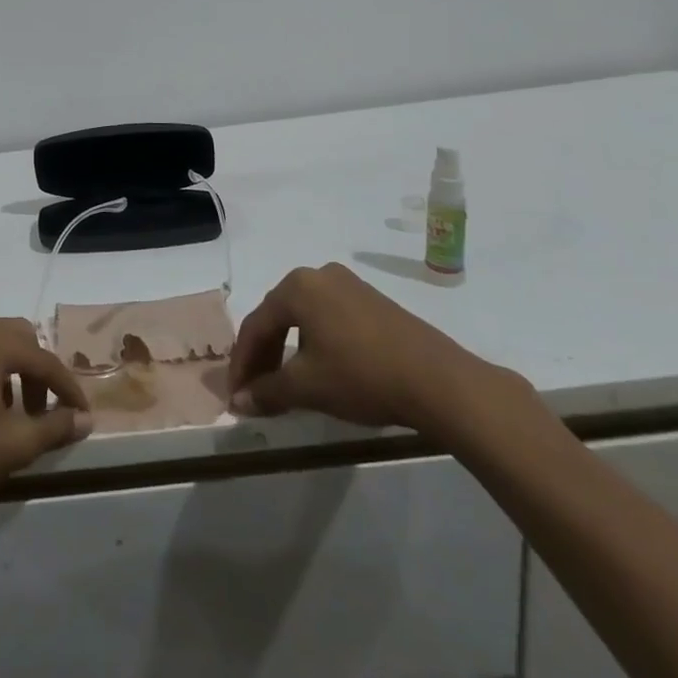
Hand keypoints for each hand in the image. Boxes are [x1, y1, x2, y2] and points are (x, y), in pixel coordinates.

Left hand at [0, 318, 92, 524]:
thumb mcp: (14, 444)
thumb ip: (55, 427)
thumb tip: (85, 419)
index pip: (43, 359)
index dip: (67, 387)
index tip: (82, 414)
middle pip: (18, 338)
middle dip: (37, 371)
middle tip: (43, 409)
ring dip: (11, 371)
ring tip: (13, 414)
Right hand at [228, 262, 497, 431]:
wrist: (441, 382)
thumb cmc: (362, 376)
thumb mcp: (308, 387)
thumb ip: (267, 391)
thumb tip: (237, 402)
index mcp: (297, 286)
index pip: (256, 325)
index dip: (242, 363)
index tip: (236, 394)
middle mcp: (319, 275)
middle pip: (279, 317)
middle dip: (264, 355)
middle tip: (256, 390)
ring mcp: (350, 286)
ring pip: (305, 318)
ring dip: (290, 350)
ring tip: (286, 384)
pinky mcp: (374, 302)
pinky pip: (330, 319)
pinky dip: (317, 344)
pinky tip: (321, 370)